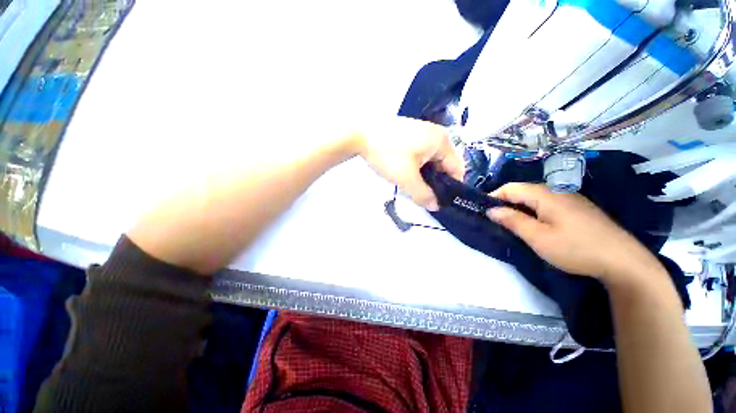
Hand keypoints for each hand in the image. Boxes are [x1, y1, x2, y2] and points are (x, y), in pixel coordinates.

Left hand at [355, 117, 463, 210]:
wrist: (359, 135)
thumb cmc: (388, 154)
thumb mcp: (407, 179)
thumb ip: (423, 195)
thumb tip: (435, 206)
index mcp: (442, 141)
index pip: (456, 169)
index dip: (450, 187)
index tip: (440, 201)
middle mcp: (436, 134)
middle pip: (443, 165)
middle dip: (434, 181)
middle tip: (422, 195)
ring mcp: (421, 132)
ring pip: (429, 161)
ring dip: (423, 175)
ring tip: (411, 186)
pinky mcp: (409, 134)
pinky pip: (419, 154)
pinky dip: (415, 166)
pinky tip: (404, 173)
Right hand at [486, 183, 663, 282]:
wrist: (624, 262)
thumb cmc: (576, 249)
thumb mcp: (538, 237)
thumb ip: (513, 221)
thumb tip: (491, 210)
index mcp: (546, 194)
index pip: (511, 187)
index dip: (494, 196)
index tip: (483, 210)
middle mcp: (558, 191)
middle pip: (523, 191)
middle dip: (506, 202)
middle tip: (496, 220)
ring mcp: (571, 199)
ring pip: (536, 198)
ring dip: (520, 207)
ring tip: (512, 223)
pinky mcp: (579, 209)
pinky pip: (548, 204)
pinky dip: (534, 211)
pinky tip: (536, 225)